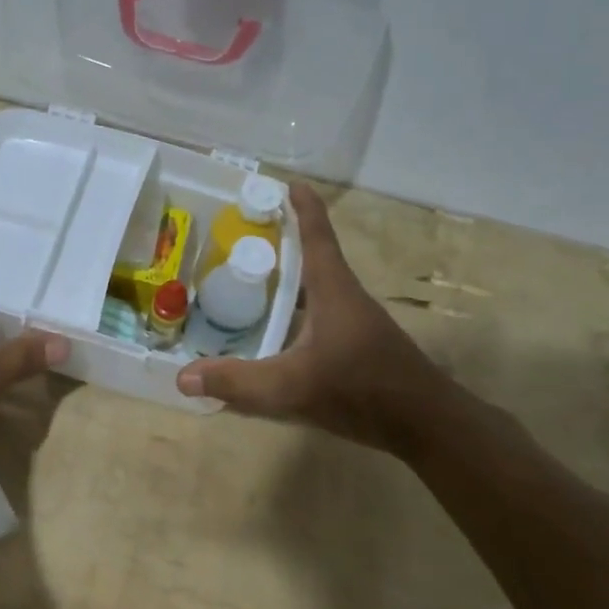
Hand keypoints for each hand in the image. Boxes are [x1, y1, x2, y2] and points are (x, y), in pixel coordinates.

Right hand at [177, 183, 457, 454]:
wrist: (426, 424)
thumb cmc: (361, 390)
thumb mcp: (290, 387)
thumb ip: (236, 382)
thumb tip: (182, 376)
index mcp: (333, 290)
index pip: (316, 236)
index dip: (302, 208)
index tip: (288, 184)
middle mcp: (346, 298)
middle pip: (314, 259)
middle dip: (284, 243)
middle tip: (246, 235)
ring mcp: (355, 323)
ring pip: (317, 290)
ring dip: (290, 279)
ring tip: (253, 279)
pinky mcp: (359, 346)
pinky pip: (320, 315)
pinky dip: (297, 310)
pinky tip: (277, 331)